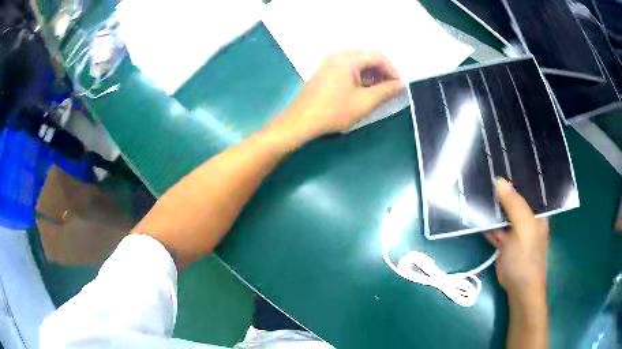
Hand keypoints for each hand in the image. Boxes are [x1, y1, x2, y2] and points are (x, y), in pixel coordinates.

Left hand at [269, 51, 402, 147]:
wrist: (300, 121)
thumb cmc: (333, 112)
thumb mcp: (364, 102)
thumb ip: (385, 91)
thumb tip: (400, 85)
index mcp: (347, 59)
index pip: (378, 56)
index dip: (392, 70)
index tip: (398, 86)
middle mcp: (337, 55)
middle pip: (367, 57)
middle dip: (381, 72)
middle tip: (389, 89)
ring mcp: (328, 63)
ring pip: (357, 63)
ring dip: (371, 75)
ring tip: (377, 92)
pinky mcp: (324, 72)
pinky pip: (347, 68)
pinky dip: (358, 77)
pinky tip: (361, 91)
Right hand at [485, 178, 548, 302]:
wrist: (518, 288)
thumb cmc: (526, 257)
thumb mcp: (524, 228)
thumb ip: (514, 204)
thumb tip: (499, 180)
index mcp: (536, 210)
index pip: (526, 186)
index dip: (514, 174)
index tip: (499, 160)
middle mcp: (526, 216)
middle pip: (512, 198)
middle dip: (499, 189)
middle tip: (483, 170)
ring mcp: (514, 228)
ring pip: (502, 212)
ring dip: (491, 205)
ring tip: (476, 184)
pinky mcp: (503, 240)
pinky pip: (494, 226)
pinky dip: (486, 221)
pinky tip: (475, 209)